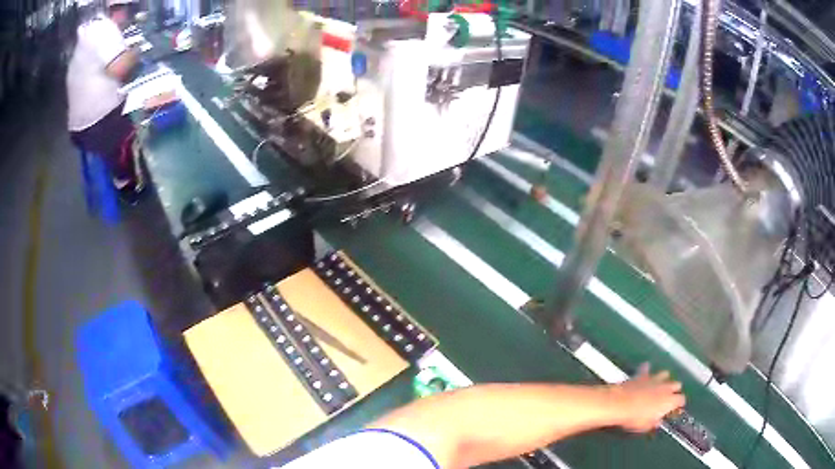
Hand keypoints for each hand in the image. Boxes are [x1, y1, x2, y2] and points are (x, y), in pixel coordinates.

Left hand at [609, 363, 685, 432]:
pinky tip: (644, 371)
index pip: (681, 400)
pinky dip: (646, 370)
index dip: (679, 404)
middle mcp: (666, 387)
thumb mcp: (646, 426)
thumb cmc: (635, 418)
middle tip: (668, 397)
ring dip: (663, 379)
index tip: (675, 408)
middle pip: (676, 385)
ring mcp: (655, 378)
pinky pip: (646, 368)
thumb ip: (654, 422)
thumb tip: (657, 421)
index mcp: (670, 401)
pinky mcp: (642, 374)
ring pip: (665, 374)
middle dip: (674, 390)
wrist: (620, 403)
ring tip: (659, 385)